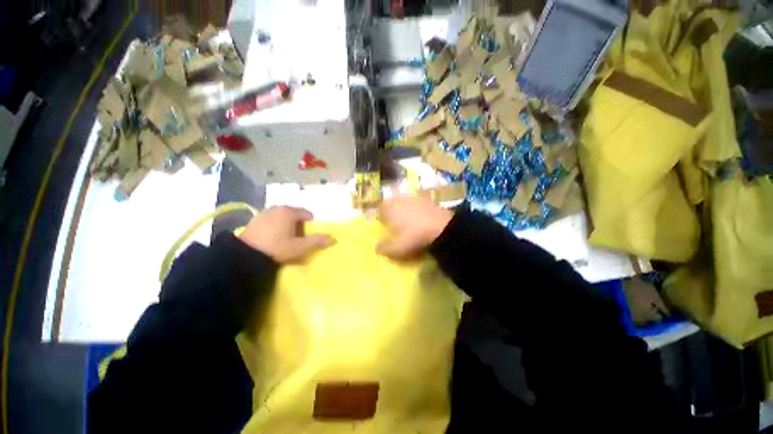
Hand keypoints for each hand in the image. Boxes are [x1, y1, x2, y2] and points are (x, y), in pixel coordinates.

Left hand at [239, 206, 334, 262]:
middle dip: (298, 226)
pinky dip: (276, 226)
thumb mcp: (300, 247)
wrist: (245, 256)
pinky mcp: (256, 218)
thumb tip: (334, 238)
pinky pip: (272, 220)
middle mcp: (278, 207)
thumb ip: (317, 241)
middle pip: (296, 215)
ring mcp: (265, 212)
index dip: (310, 226)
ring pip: (284, 217)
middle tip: (295, 240)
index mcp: (290, 212)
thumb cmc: (277, 248)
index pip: (308, 214)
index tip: (305, 238)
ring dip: (287, 226)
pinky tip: (271, 238)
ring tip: (283, 240)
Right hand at [376, 194, 452, 258]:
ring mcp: (414, 197)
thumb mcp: (396, 248)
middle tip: (397, 224)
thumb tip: (377, 248)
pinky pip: (419, 203)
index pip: (380, 208)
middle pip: (392, 203)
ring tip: (411, 222)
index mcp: (389, 208)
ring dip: (406, 210)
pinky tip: (423, 219)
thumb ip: (384, 248)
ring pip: (405, 202)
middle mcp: (400, 199)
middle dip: (393, 212)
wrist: (441, 228)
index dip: (381, 216)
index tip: (385, 225)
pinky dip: (418, 210)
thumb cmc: (413, 236)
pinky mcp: (427, 199)